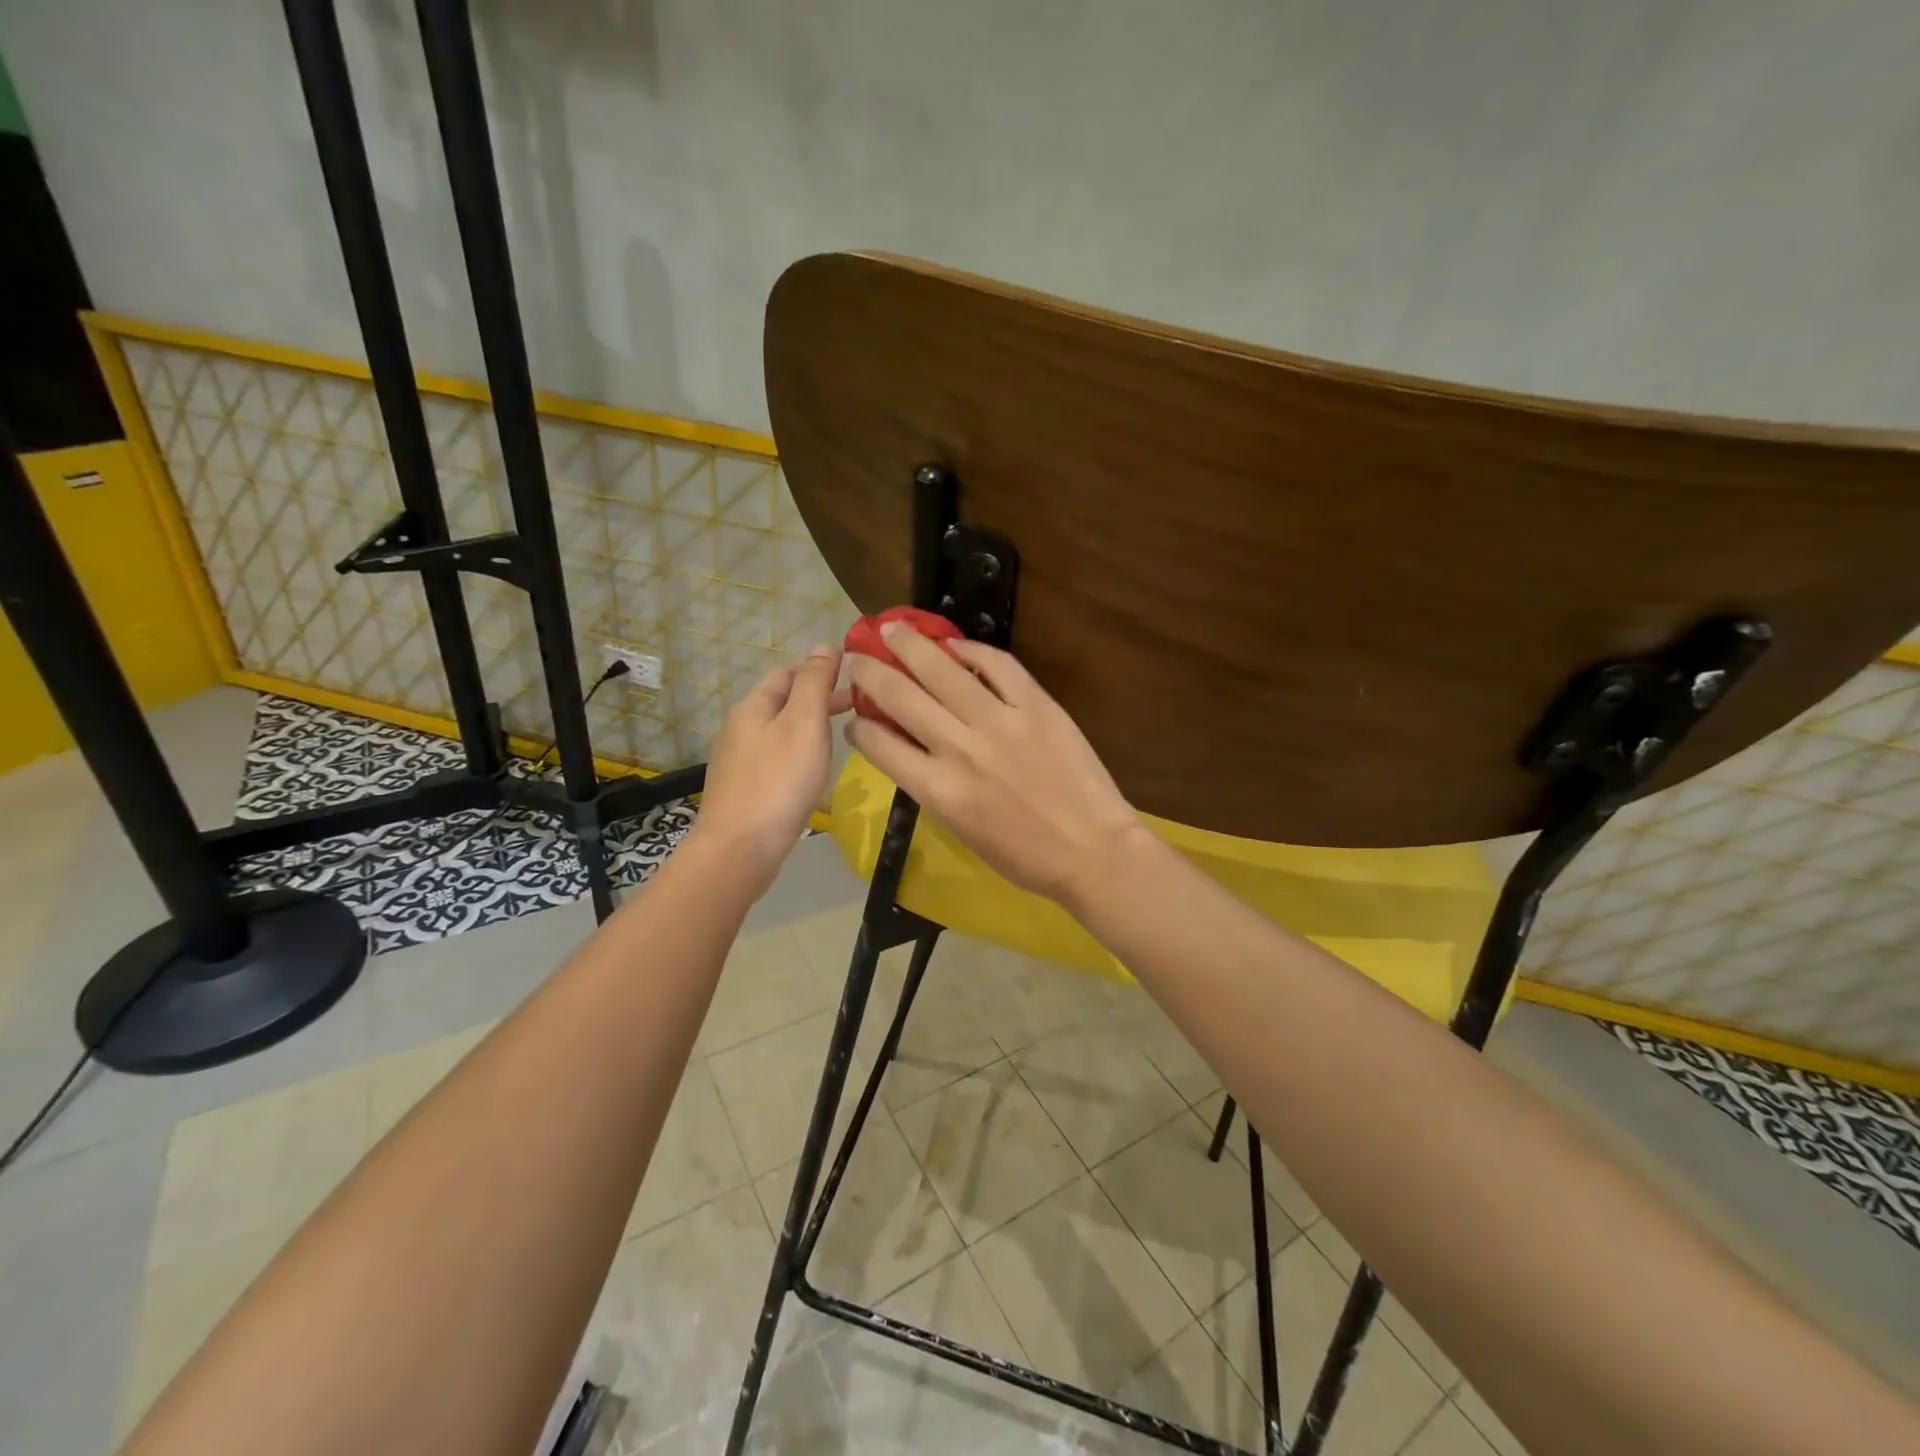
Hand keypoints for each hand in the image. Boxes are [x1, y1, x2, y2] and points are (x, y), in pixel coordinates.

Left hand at [691, 645, 841, 888]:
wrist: (740, 849)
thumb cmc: (779, 781)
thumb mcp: (804, 723)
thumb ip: (815, 683)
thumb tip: (823, 645)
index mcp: (753, 706)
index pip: (787, 671)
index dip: (818, 666)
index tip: (853, 672)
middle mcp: (741, 728)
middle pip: (782, 700)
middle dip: (818, 696)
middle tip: (858, 702)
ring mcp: (739, 761)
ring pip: (780, 730)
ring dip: (810, 724)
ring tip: (841, 734)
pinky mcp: (744, 789)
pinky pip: (776, 758)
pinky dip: (799, 751)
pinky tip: (813, 769)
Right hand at [844, 622, 1145, 906]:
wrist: (1092, 851)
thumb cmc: (1024, 857)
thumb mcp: (961, 830)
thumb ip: (930, 785)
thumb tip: (906, 749)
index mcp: (938, 790)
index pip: (879, 745)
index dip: (859, 726)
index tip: (854, 715)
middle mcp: (960, 750)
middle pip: (900, 697)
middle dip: (869, 672)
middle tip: (856, 656)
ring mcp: (1000, 722)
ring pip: (942, 670)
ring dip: (911, 645)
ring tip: (892, 628)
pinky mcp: (1036, 706)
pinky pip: (998, 665)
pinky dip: (972, 650)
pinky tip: (954, 644)